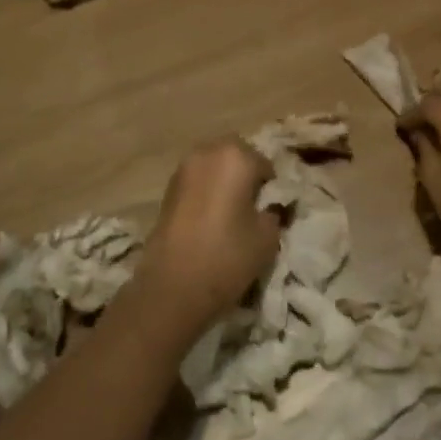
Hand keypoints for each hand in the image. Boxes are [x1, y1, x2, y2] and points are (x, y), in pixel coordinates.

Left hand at [135, 138, 281, 336]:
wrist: (172, 287)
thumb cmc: (227, 256)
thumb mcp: (268, 237)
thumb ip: (273, 213)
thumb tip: (267, 208)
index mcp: (235, 157)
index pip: (264, 163)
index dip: (270, 187)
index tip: (270, 209)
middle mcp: (207, 153)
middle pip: (235, 156)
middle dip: (245, 175)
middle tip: (252, 206)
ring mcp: (183, 169)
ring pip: (213, 166)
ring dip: (223, 182)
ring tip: (230, 214)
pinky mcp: (167, 189)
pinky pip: (196, 182)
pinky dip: (206, 192)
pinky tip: (210, 220)